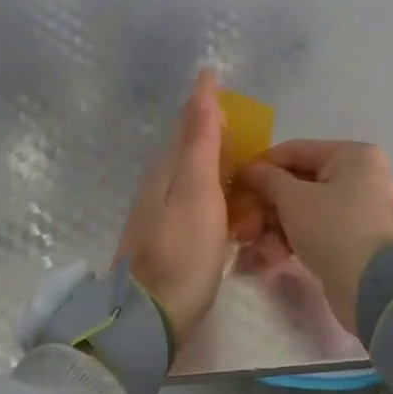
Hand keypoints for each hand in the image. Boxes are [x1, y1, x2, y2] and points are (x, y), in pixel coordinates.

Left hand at [114, 69, 232, 345]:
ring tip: (242, 153)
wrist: (150, 318)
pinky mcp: (171, 236)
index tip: (215, 75)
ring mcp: (163, 212)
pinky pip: (197, 198)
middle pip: (188, 145)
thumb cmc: (182, 253)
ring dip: (214, 156)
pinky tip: (229, 200)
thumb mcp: (195, 192)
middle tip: (239, 115)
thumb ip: (200, 143)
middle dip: (210, 124)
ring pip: (192, 171)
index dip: (204, 99)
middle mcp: (161, 183)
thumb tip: (201, 89)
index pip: (188, 122)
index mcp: (168, 168)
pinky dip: (215, 188)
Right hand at [239, 141, 392, 334]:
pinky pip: (314, 232)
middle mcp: (359, 178)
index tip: (235, 184)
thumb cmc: (334, 229)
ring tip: (253, 246)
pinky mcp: (352, 242)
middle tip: (243, 223)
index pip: (295, 151)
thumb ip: (268, 179)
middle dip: (266, 205)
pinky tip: (270, 259)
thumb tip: (249, 169)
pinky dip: (291, 242)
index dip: (262, 166)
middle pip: (298, 183)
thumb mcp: (293, 199)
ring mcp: (357, 211)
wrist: (375, 288)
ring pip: (303, 211)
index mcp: (352, 156)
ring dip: (274, 227)